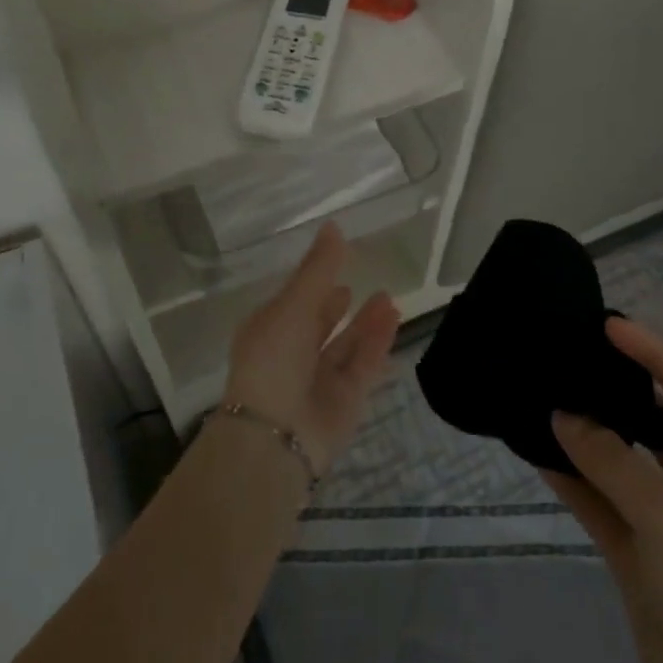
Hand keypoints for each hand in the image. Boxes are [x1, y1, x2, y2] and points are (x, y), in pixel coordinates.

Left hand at [223, 223, 399, 474]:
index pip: (294, 303)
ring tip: (389, 297)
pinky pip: (364, 365)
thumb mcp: (293, 304)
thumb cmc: (273, 359)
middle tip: (365, 286)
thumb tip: (334, 226)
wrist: (276, 436)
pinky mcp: (345, 402)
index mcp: (268, 331)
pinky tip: (393, 317)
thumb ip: (318, 268)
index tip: (334, 264)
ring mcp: (319, 381)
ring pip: (346, 346)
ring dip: (366, 322)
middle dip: (340, 307)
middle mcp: (292, 356)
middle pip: (320, 326)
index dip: (312, 285)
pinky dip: (377, 342)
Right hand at [544, 319, 662, 662]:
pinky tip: (534, 452)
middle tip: (568, 354)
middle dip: (617, 387)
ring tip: (541, 394)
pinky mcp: (639, 554)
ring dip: (586, 432)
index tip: (607, 326)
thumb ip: (614, 464)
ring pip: (622, 460)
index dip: (655, 354)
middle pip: (656, 420)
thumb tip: (562, 412)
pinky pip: (601, 500)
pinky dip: (571, 478)